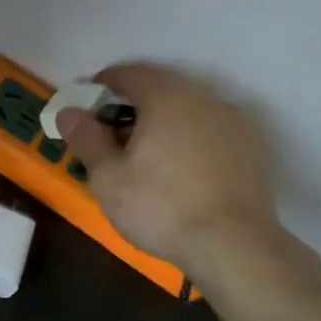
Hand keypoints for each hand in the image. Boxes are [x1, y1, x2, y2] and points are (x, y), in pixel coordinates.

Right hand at [57, 64, 280, 273]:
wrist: (234, 247)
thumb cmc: (160, 207)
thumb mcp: (108, 177)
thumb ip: (87, 139)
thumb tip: (69, 112)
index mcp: (167, 99)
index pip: (132, 74)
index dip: (105, 83)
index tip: (87, 102)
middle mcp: (205, 101)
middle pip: (162, 91)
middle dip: (133, 106)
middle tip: (110, 134)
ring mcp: (234, 125)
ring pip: (189, 113)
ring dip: (163, 124)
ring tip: (144, 156)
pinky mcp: (252, 152)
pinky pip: (209, 134)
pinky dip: (188, 142)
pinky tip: (177, 172)